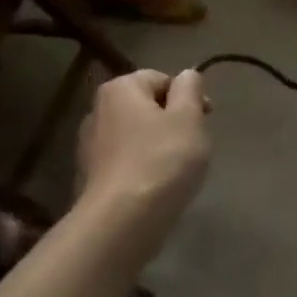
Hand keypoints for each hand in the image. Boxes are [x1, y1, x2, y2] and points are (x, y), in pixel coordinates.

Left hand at [76, 68, 210, 227]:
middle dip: (173, 122)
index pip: (162, 79)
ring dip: (160, 146)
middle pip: (147, 107)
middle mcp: (97, 111)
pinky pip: (127, 161)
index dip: (188, 96)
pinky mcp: (91, 177)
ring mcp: (90, 146)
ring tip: (178, 169)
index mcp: (120, 89)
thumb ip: (191, 89)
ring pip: (138, 135)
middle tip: (195, 145)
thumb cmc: (162, 159)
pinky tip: (158, 186)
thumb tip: (187, 76)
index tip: (206, 119)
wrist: (122, 220)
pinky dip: (144, 167)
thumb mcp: (189, 117)